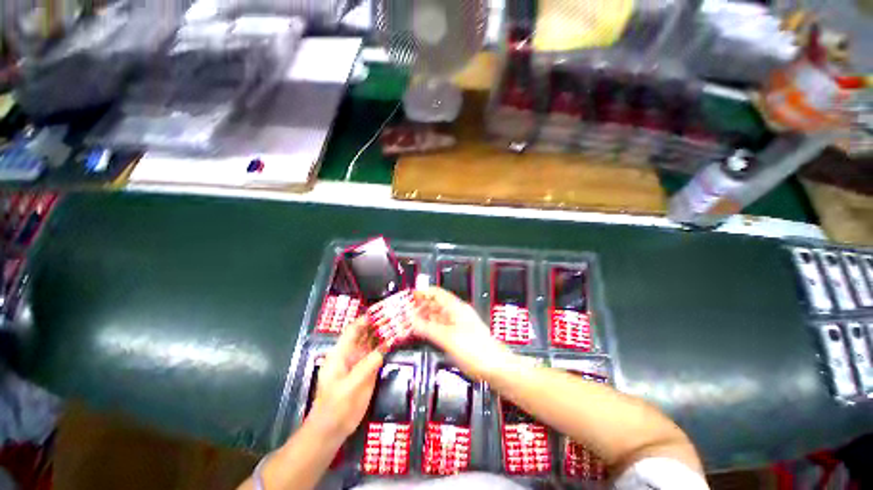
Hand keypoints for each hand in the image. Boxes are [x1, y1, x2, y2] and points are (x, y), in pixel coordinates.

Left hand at [307, 316, 383, 441]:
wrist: (332, 430)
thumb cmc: (335, 407)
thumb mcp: (350, 387)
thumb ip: (367, 367)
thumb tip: (384, 347)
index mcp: (340, 354)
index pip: (353, 330)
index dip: (365, 320)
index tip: (381, 311)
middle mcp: (351, 354)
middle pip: (364, 334)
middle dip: (377, 324)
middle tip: (394, 315)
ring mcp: (360, 362)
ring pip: (372, 343)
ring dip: (383, 333)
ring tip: (397, 324)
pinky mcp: (368, 371)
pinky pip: (378, 354)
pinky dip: (386, 346)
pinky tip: (395, 341)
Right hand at [412, 286, 512, 380]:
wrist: (495, 367)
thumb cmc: (475, 349)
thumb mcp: (447, 338)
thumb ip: (428, 329)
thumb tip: (411, 320)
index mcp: (456, 308)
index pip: (437, 293)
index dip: (423, 293)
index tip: (409, 297)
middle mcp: (457, 313)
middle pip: (436, 304)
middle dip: (421, 306)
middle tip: (406, 311)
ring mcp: (458, 324)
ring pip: (438, 316)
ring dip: (425, 317)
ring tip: (410, 321)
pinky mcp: (459, 336)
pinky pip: (441, 327)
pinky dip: (431, 328)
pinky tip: (423, 332)